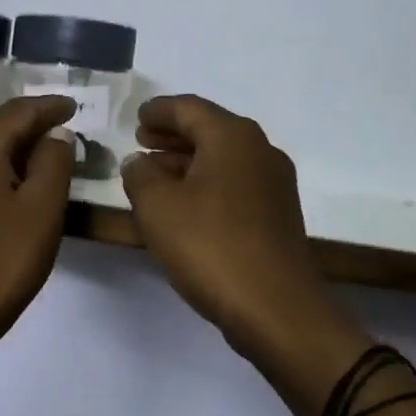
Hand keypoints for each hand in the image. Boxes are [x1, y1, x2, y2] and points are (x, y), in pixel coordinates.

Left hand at [0, 95, 77, 347]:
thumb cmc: (3, 259)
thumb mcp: (42, 207)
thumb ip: (54, 161)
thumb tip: (56, 135)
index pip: (19, 111)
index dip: (51, 107)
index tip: (76, 105)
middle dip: (34, 126)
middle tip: (69, 130)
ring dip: (18, 148)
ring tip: (51, 154)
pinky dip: (2, 168)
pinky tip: (21, 181)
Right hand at [122, 96, 344, 361]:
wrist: (274, 306)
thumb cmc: (210, 246)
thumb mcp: (157, 207)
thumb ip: (140, 175)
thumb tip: (139, 161)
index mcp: (232, 137)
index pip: (189, 108)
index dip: (159, 111)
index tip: (137, 117)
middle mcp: (260, 151)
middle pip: (210, 130)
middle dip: (174, 135)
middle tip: (142, 141)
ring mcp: (274, 184)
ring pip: (223, 159)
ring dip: (188, 162)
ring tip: (155, 174)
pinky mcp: (277, 215)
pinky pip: (234, 185)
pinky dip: (206, 184)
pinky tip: (185, 205)